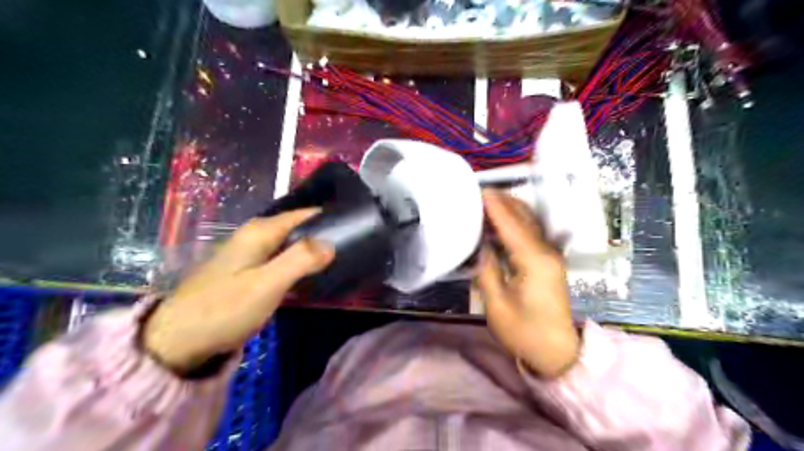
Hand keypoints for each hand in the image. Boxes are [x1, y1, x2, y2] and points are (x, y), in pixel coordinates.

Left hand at [143, 211, 334, 372]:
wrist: (178, 342)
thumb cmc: (224, 309)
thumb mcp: (266, 284)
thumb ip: (300, 259)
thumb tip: (332, 242)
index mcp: (260, 231)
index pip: (304, 214)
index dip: (328, 218)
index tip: (354, 229)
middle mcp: (255, 236)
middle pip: (299, 228)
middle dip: (324, 236)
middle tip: (352, 250)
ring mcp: (250, 254)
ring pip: (291, 245)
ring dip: (312, 252)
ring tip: (340, 262)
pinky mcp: (249, 271)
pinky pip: (282, 260)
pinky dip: (299, 265)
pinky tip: (313, 277)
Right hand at [473, 192, 582, 377]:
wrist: (557, 353)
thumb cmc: (524, 332)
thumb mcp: (497, 305)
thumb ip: (487, 270)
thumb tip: (480, 246)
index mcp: (534, 261)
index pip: (512, 225)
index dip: (495, 206)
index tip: (479, 190)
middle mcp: (546, 252)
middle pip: (525, 217)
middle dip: (504, 201)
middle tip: (479, 192)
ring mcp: (551, 255)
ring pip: (530, 222)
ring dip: (510, 209)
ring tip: (487, 201)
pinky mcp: (549, 261)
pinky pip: (531, 233)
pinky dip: (515, 222)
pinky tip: (500, 222)